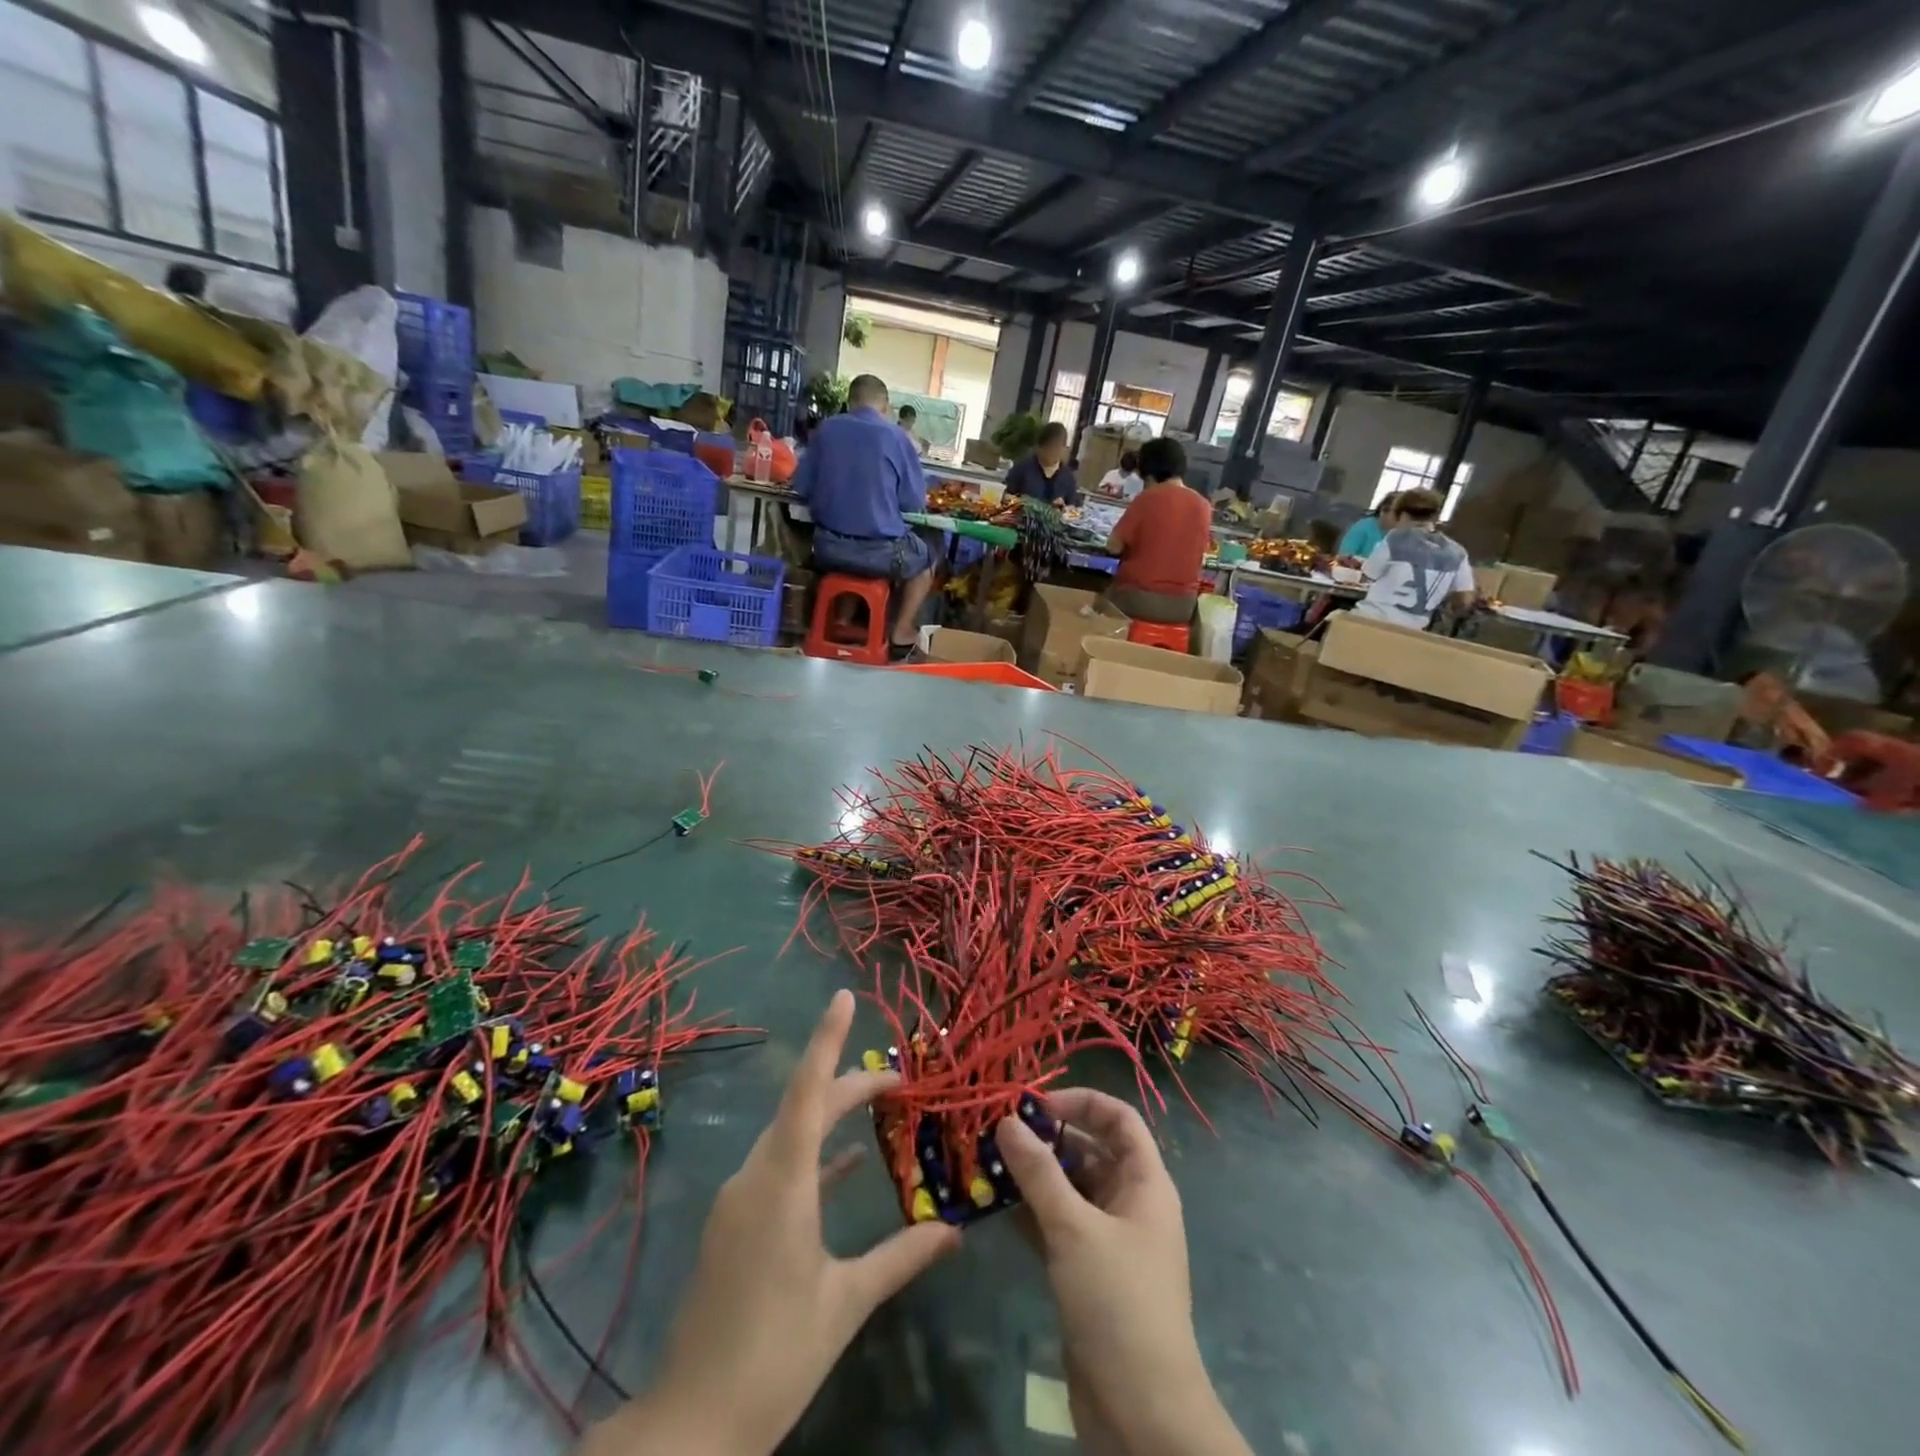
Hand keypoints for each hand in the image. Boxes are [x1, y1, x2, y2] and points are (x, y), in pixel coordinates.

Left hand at [579, 992, 958, 1455]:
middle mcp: (755, 1176)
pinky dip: (813, 1158)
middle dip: (848, 1084)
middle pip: (803, 1108)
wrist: (690, 1425)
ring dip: (830, 1118)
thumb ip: (901, 1257)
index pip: (806, 1092)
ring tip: (877, 1107)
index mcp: (781, 1182)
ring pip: (790, 1136)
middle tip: (898, 1079)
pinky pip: (779, 1168)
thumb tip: (955, 1229)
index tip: (844, 998)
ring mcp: (739, 1200)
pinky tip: (846, 1166)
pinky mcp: (735, 1224)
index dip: (826, 1041)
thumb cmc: (774, 1356)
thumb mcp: (846, 1303)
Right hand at [997, 1090, 1250, 1455]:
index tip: (1035, 1104)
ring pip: (1068, 1188)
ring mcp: (1107, 1239)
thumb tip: (1006, 1120)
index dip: (1081, 1102)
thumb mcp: (1074, 1228)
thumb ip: (1038, 1172)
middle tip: (998, 1132)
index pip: (1119, 1119)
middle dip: (1047, 1138)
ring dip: (1032, 1175)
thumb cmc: (1118, 1302)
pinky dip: (1029, 1210)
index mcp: (1145, 1183)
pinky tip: (994, 1203)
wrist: (1142, 1414)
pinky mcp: (1086, 1271)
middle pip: (1089, 1149)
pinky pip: (1056, 1223)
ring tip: (986, 1162)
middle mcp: (1129, 1203)